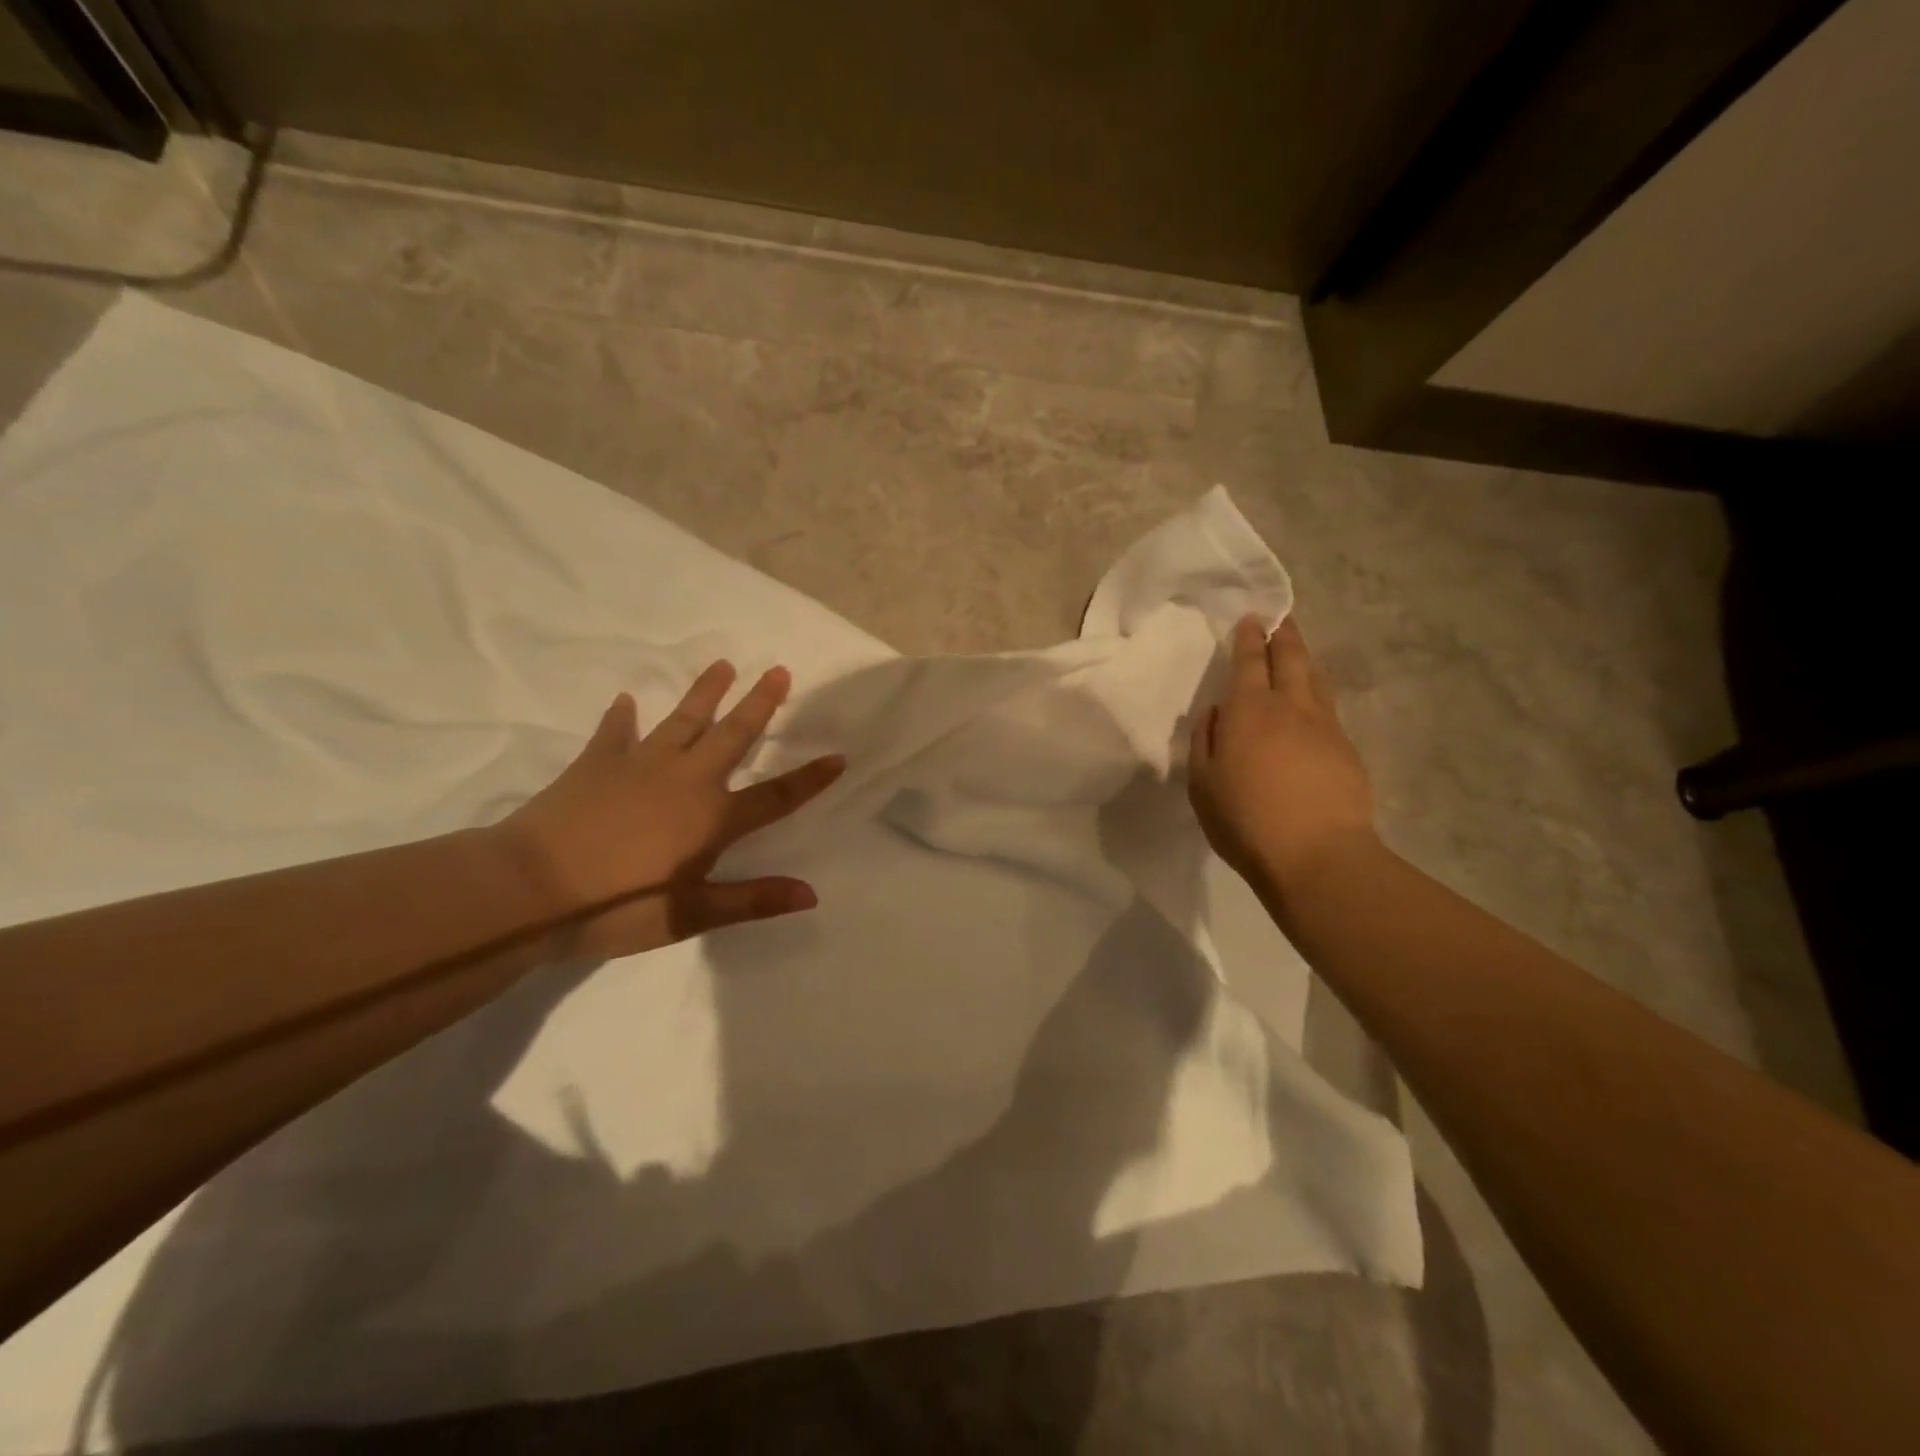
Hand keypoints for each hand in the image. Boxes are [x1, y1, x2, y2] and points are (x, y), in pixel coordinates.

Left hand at [497, 661, 843, 958]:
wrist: (530, 889)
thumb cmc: (618, 907)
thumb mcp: (691, 914)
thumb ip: (753, 900)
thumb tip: (811, 894)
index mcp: (712, 817)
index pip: (776, 796)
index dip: (810, 779)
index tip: (838, 756)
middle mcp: (686, 780)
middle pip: (733, 736)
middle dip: (759, 704)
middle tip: (779, 671)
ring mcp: (640, 764)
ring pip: (683, 720)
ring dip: (705, 693)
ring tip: (723, 665)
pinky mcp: (597, 763)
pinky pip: (615, 733)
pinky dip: (621, 717)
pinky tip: (625, 700)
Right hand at [1188, 615, 1376, 889]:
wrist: (1317, 856)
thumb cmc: (1246, 820)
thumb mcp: (1203, 784)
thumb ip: (1205, 741)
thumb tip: (1216, 713)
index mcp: (1249, 711)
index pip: (1249, 661)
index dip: (1249, 638)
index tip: (1251, 619)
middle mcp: (1290, 707)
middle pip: (1291, 658)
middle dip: (1284, 634)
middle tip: (1280, 619)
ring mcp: (1325, 727)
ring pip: (1316, 679)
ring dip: (1305, 659)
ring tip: (1299, 652)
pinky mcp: (1347, 750)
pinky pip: (1329, 708)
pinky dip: (1318, 694)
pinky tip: (1314, 704)